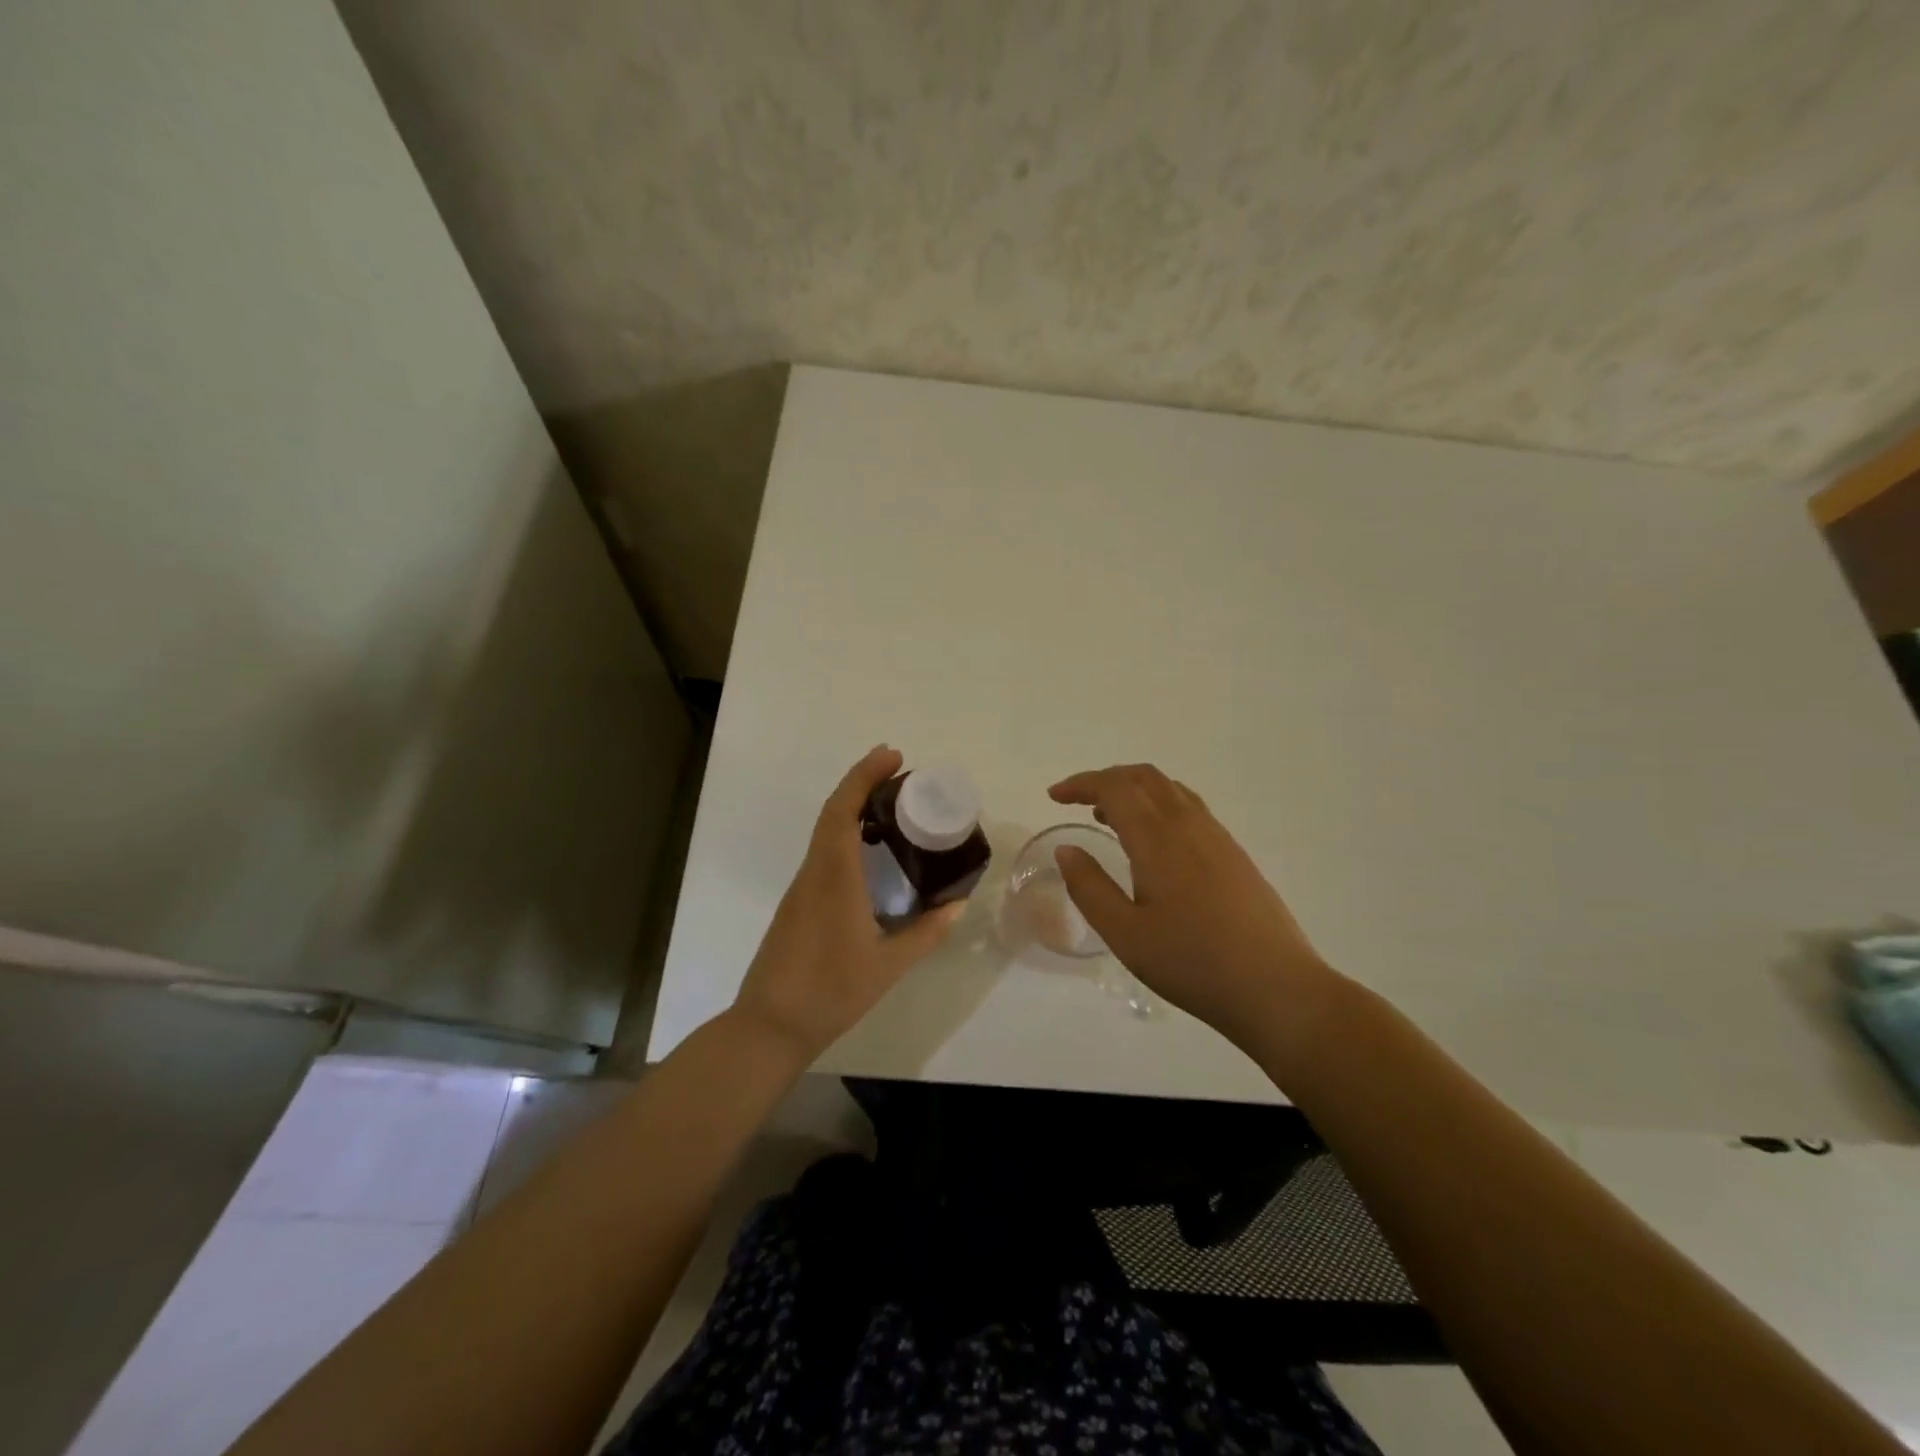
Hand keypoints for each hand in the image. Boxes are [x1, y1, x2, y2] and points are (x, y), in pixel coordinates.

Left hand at [731, 745, 962, 1061]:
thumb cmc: (830, 993)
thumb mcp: (888, 966)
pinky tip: (870, 851)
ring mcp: (801, 888)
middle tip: (900, 773)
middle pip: (833, 812)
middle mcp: (814, 873)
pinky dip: (846, 833)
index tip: (892, 756)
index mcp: (834, 878)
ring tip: (893, 806)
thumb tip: (957, 905)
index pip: (842, 810)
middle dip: (862, 782)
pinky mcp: (798, 903)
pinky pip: (823, 853)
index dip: (864, 777)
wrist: (770, 1026)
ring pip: (825, 831)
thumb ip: (926, 933)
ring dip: (854, 807)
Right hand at [1049, 764, 1334, 1045]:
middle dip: (1106, 779)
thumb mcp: (1125, 934)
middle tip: (1078, 800)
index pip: (1115, 788)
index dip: (1081, 784)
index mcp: (1158, 839)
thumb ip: (1089, 887)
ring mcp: (1218, 837)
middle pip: (1144, 777)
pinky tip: (1154, 842)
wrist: (1276, 988)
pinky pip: (1190, 808)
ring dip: (1135, 790)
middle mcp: (1189, 826)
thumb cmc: (1192, 963)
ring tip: (1109, 818)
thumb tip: (1066, 849)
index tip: (1054, 796)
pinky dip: (1159, 805)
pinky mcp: (1235, 854)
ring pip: (1171, 790)